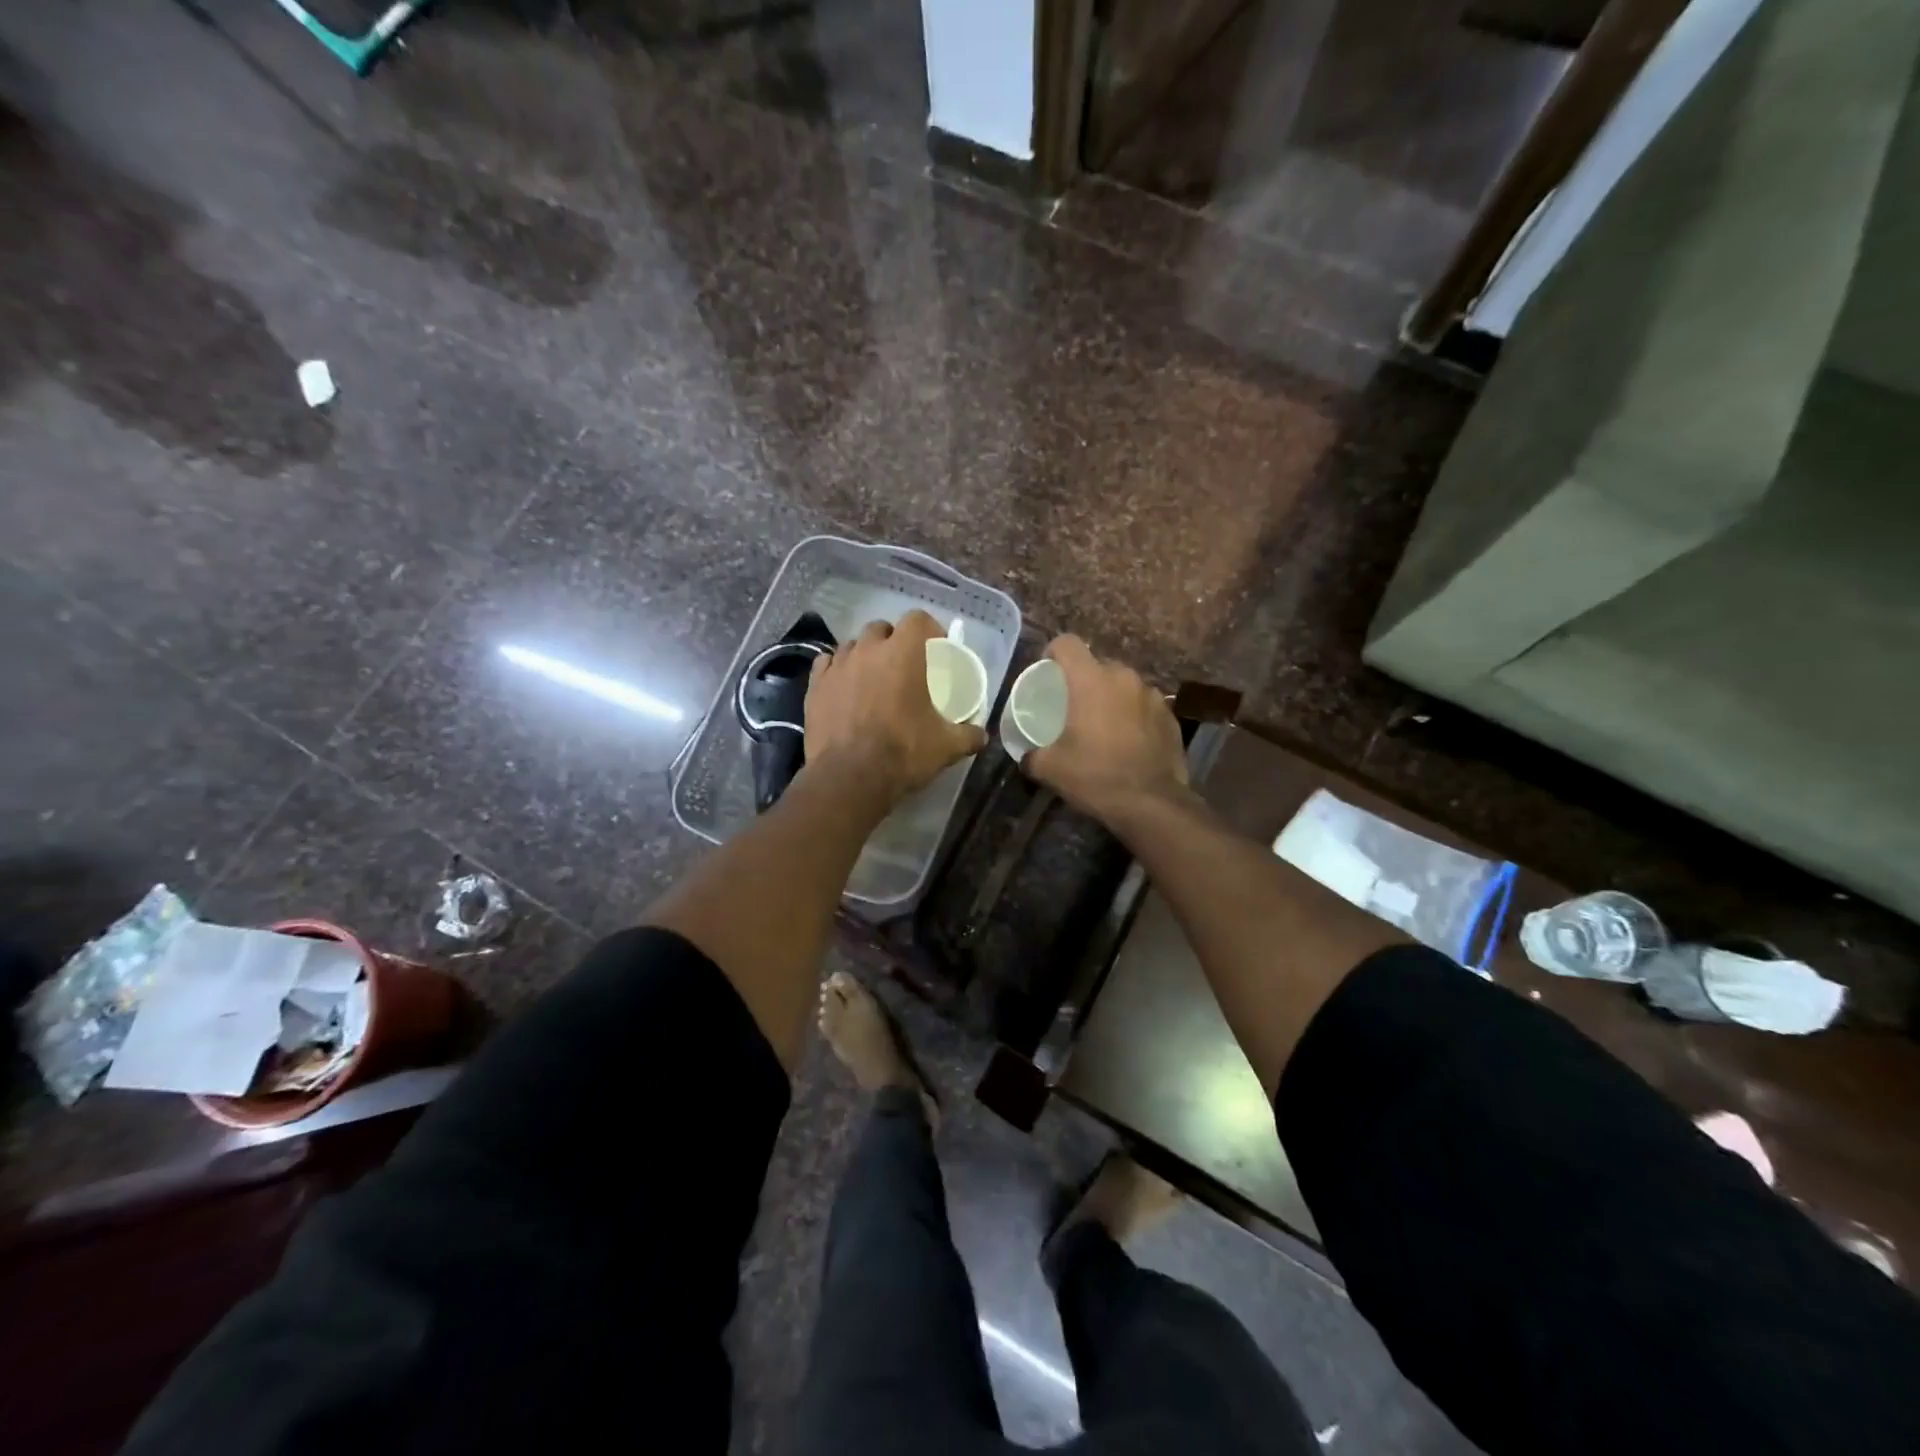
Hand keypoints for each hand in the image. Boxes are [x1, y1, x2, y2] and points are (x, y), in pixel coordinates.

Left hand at [805, 610, 986, 805]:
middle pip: (881, 629)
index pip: (917, 619)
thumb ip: (968, 735)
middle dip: (893, 640)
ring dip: (864, 654)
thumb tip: (981, 735)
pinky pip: (827, 664)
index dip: (928, 629)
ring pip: (852, 645)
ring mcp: (837, 666)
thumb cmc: (903, 753)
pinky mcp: (815, 686)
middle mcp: (867, 650)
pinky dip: (837, 670)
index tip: (935, 647)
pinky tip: (844, 687)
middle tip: (903, 665)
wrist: (849, 778)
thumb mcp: (946, 747)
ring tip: (872, 678)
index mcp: (903, 654)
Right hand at [1025, 634, 1186, 817]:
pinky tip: (1128, 741)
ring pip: (1123, 685)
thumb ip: (1033, 754)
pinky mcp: (1170, 715)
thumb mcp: (1051, 768)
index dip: (1053, 652)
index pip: (1067, 643)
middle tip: (1073, 706)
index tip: (1048, 672)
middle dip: (1084, 680)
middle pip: (1097, 664)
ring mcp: (1152, 694)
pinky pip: (1144, 705)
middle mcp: (1123, 677)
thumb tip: (1027, 755)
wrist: (1152, 803)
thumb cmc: (1095, 776)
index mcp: (1090, 680)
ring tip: (1103, 724)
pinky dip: (1133, 715)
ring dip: (1111, 698)